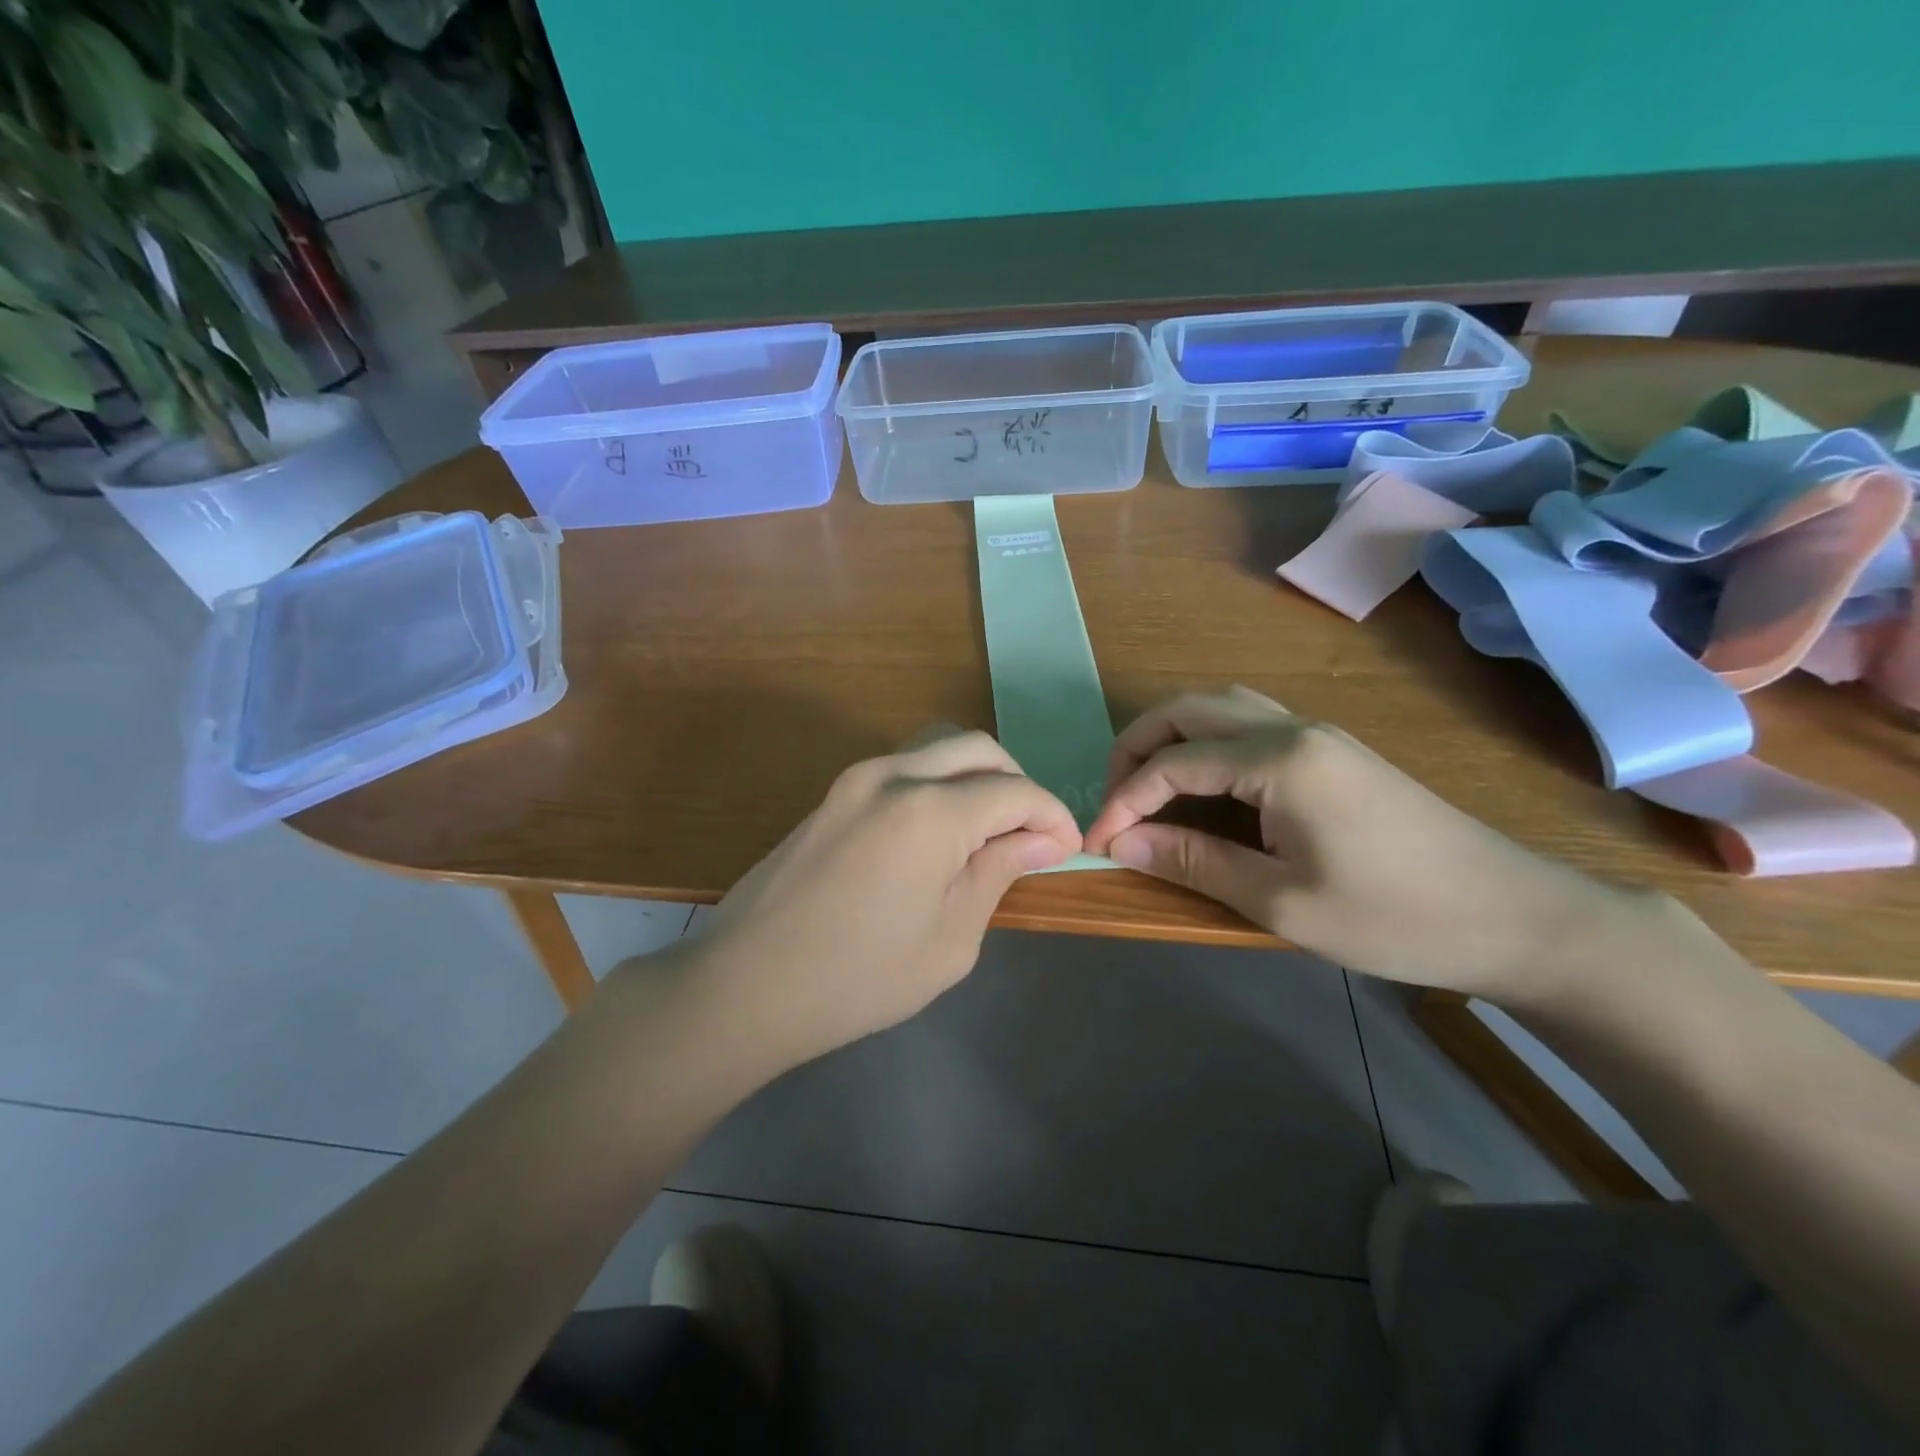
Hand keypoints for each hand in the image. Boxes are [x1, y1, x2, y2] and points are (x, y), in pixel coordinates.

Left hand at [682, 731, 1080, 1069]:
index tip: (1066, 850)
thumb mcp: (950, 939)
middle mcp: (893, 774)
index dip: (1051, 816)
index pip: (1015, 790)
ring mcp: (854, 779)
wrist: (744, 986)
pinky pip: (903, 768)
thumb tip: (1042, 839)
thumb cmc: (857, 978)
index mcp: (929, 810)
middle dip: (1017, 783)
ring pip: (937, 749)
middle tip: (1029, 836)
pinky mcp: (832, 795)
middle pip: (977, 748)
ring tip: (987, 834)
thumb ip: (998, 873)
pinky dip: (938, 785)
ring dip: (975, 777)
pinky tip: (938, 836)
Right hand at [1083, 687, 1649, 999]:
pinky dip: (1209, 742)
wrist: (1513, 916)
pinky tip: (1206, 786)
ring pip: (1222, 706)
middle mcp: (1293, 728)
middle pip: (1189, 709)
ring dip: (1173, 736)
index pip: (1173, 763)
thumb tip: (1119, 842)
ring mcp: (1317, 733)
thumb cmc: (1394, 917)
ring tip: (1150, 787)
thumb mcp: (1281, 901)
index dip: (1124, 800)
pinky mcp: (1333, 750)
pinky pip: (1251, 723)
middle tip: (1115, 799)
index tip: (1096, 842)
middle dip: (1137, 747)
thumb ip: (1194, 863)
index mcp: (1280, 760)